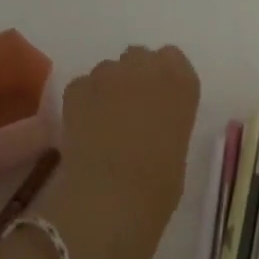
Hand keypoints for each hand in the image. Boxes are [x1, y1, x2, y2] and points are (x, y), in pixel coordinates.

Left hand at [37, 46, 199, 258]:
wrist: (111, 201)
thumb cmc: (158, 188)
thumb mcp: (177, 149)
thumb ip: (166, 122)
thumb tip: (150, 122)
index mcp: (181, 82)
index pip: (172, 58)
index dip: (162, 78)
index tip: (159, 101)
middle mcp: (146, 67)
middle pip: (138, 57)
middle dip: (133, 77)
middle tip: (129, 111)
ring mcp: (108, 74)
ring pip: (107, 70)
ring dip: (106, 89)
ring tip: (102, 124)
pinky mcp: (76, 89)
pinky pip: (82, 87)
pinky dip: (82, 103)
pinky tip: (82, 130)